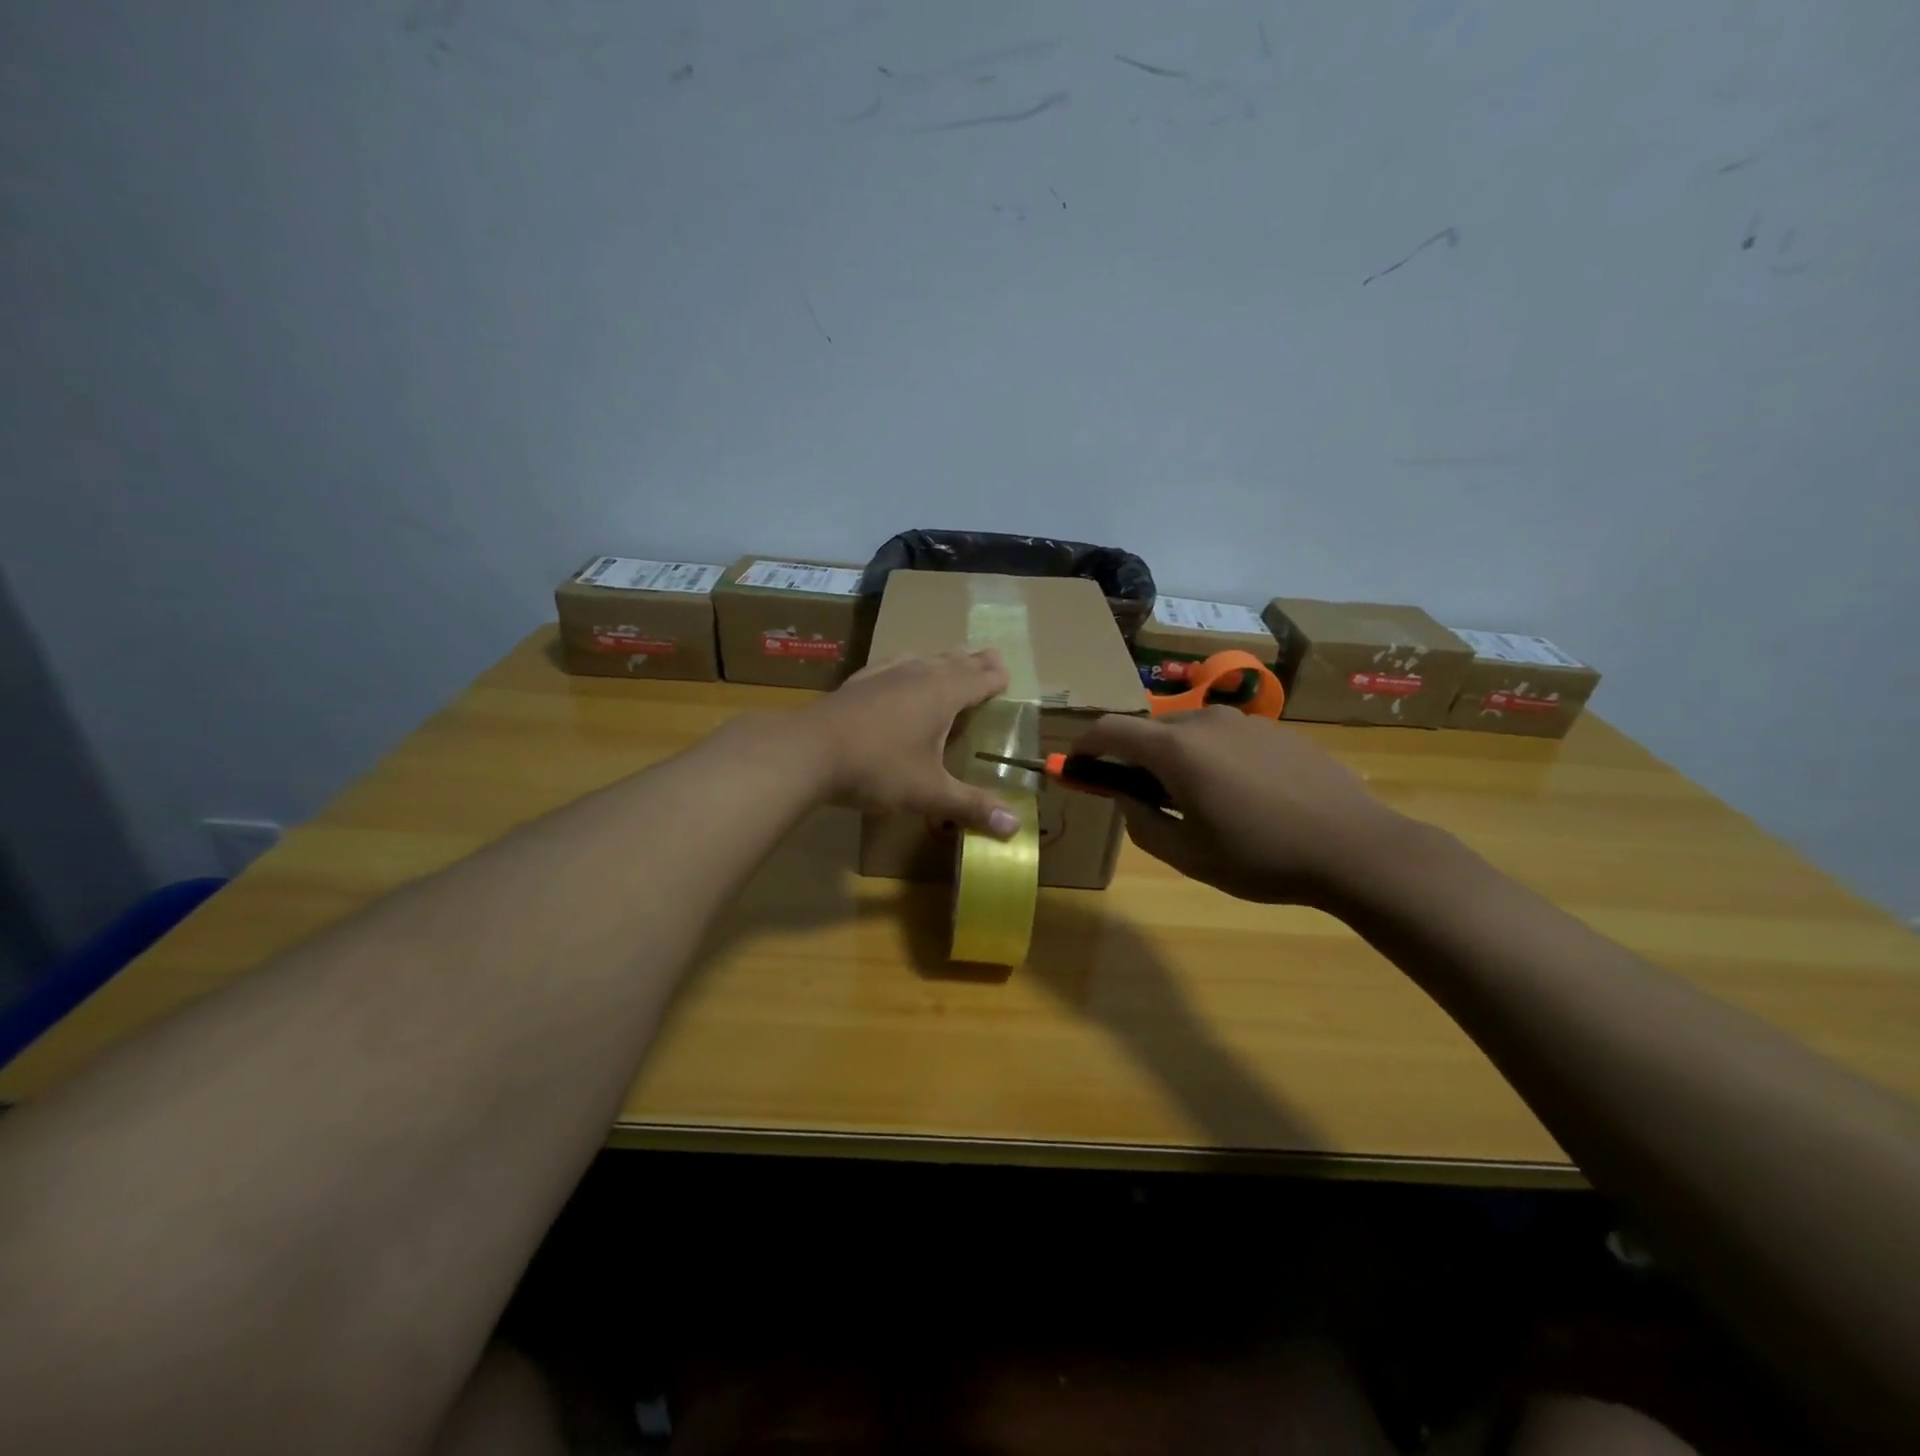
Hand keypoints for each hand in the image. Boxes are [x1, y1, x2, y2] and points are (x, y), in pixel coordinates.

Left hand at [801, 650, 1021, 837]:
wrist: (809, 750)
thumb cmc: (878, 768)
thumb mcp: (929, 792)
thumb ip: (972, 806)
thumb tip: (1015, 828)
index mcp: (943, 694)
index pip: (980, 678)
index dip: (996, 677)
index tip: (1007, 675)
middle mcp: (918, 674)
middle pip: (955, 661)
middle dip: (975, 662)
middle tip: (990, 659)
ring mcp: (885, 673)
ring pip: (924, 659)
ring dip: (942, 662)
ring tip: (949, 664)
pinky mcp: (859, 680)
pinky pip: (893, 664)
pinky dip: (908, 666)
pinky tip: (899, 672)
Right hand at [1069, 708, 1411, 903]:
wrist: (1356, 848)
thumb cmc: (1261, 857)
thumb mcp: (1188, 854)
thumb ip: (1141, 822)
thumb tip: (1122, 795)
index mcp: (1176, 750)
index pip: (1109, 730)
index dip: (1084, 746)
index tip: (1075, 767)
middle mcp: (1204, 722)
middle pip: (1148, 729)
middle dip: (1131, 757)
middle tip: (1137, 796)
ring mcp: (1244, 721)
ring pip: (1187, 732)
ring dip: (1172, 757)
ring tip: (1194, 799)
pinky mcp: (1274, 729)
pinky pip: (1223, 736)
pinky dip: (1209, 756)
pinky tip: (1238, 793)